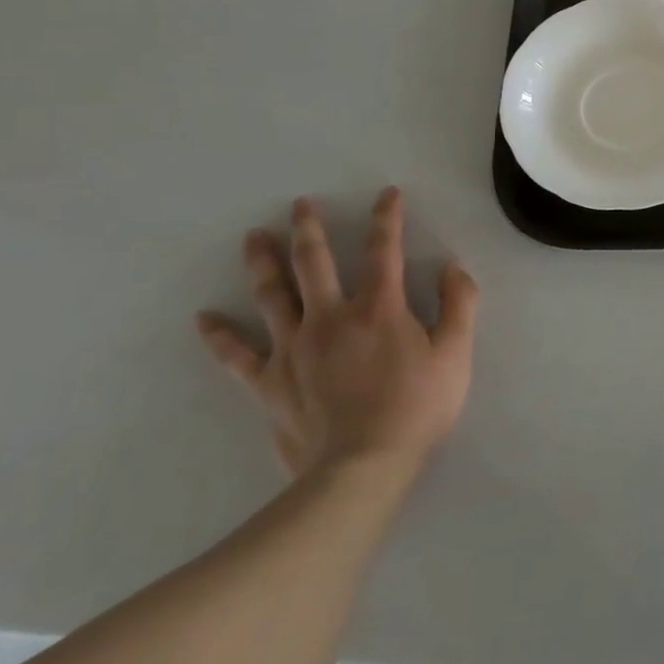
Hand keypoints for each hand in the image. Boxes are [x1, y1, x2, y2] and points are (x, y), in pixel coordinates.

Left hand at [197, 188, 476, 477]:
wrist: (361, 468)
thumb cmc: (416, 408)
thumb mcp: (455, 354)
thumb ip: (459, 305)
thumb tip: (453, 268)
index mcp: (379, 308)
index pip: (384, 250)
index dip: (387, 218)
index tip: (387, 194)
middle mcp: (331, 317)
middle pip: (314, 263)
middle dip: (309, 229)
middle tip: (299, 205)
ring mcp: (293, 348)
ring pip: (272, 295)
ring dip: (263, 263)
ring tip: (253, 237)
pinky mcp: (269, 382)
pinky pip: (237, 355)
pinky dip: (219, 336)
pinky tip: (204, 319)